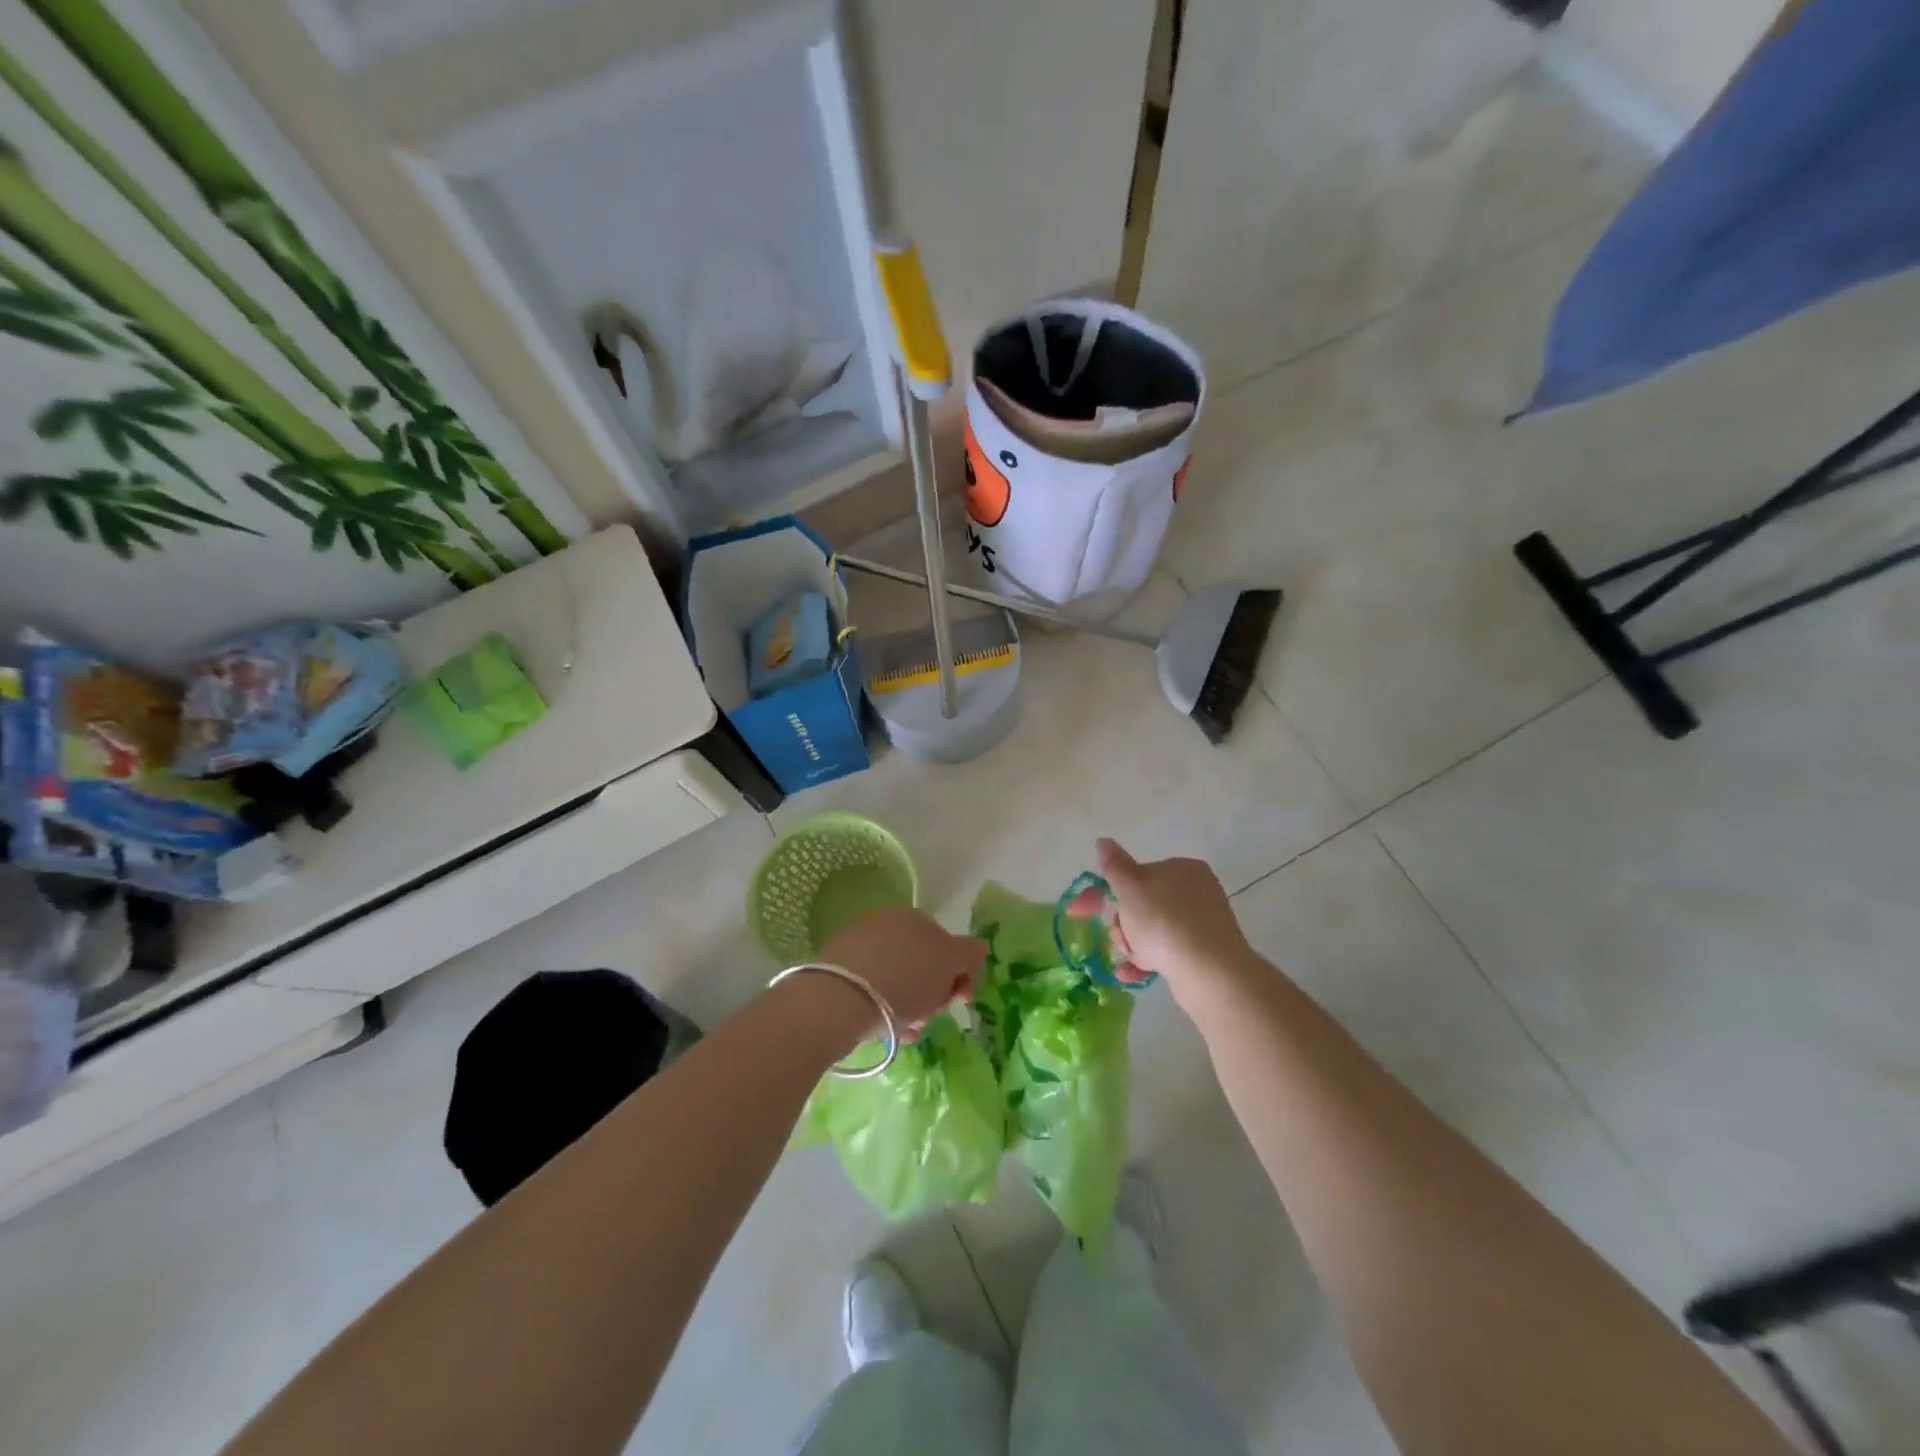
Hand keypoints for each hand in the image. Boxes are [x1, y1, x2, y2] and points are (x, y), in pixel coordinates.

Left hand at [817, 906, 986, 1036]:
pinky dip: (885, 1009)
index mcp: (914, 917)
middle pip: (922, 964)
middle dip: (933, 994)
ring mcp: (859, 945)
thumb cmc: (905, 979)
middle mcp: (885, 923)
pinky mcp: (838, 971)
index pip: (946, 944)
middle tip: (932, 1017)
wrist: (839, 1000)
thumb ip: (969, 953)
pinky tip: (889, 1032)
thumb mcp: (949, 964)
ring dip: (911, 1007)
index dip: (959, 973)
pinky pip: (873, 990)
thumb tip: (979, 947)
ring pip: (898, 980)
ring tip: (911, 1032)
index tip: (960, 999)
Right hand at [1096, 839, 1261, 1011]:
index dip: (1108, 891)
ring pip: (1152, 930)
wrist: (1208, 972)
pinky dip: (1147, 960)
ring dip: (1134, 944)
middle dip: (1124, 924)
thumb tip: (1103, 841)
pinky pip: (1167, 952)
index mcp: (1182, 868)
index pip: (1138, 874)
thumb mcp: (1131, 887)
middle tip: (1122, 938)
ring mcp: (1202, 923)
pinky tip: (1131, 973)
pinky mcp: (1204, 953)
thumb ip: (1114, 865)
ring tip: (1132, 958)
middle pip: (1143, 904)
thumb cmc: (1164, 921)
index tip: (1083, 911)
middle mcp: (1196, 891)